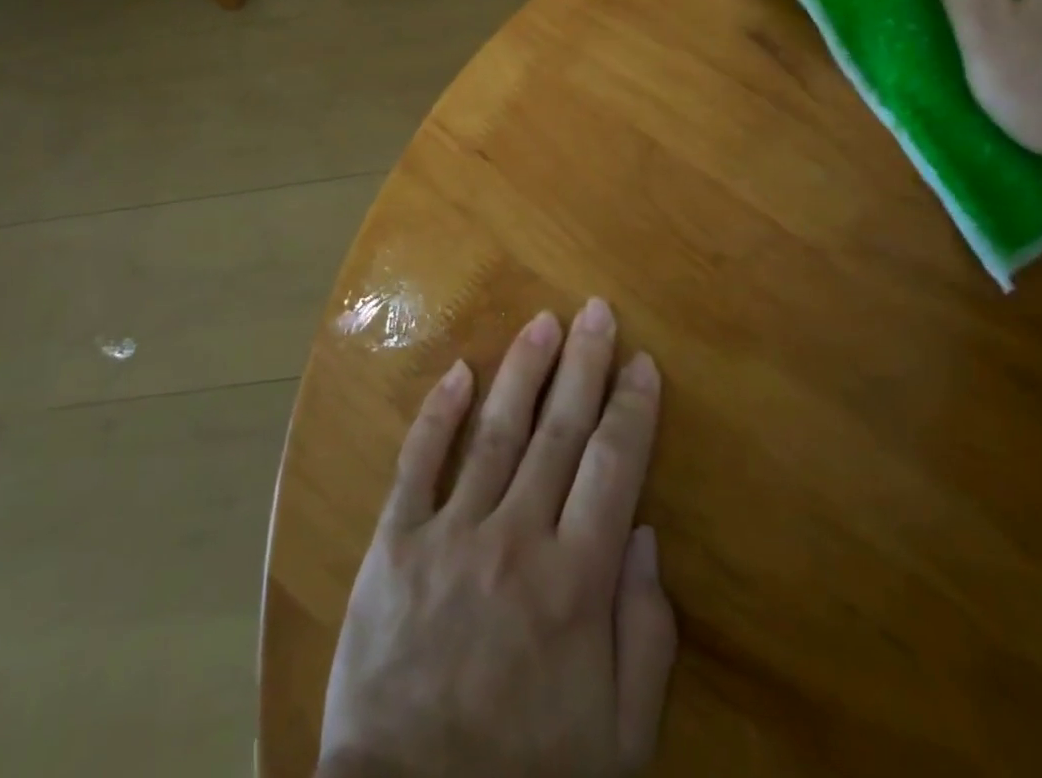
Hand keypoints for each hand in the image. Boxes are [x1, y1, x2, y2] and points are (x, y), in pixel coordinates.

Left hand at [318, 300, 675, 777]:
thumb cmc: (526, 776)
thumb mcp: (617, 739)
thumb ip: (643, 635)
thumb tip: (646, 535)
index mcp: (575, 583)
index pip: (613, 469)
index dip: (631, 410)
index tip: (642, 362)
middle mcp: (516, 539)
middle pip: (559, 432)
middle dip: (584, 365)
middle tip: (598, 311)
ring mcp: (450, 533)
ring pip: (496, 431)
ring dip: (523, 369)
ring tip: (544, 321)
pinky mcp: (395, 542)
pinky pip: (419, 462)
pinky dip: (439, 412)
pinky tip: (460, 371)